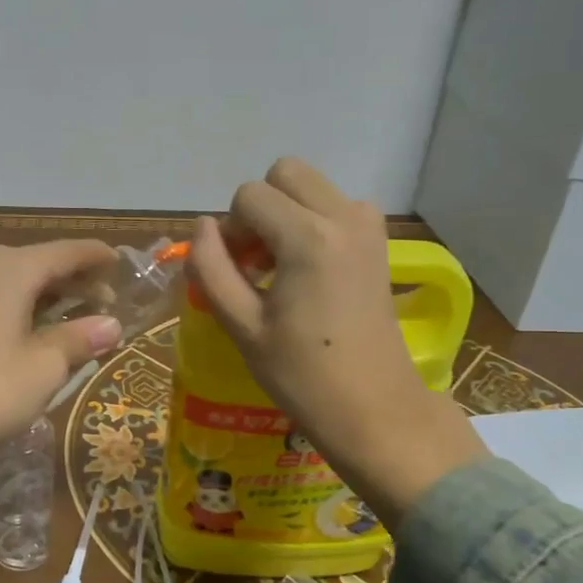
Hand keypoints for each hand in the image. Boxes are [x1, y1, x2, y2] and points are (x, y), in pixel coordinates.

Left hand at [0, 241, 122, 478]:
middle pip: (37, 263)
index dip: (96, 256)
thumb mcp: (44, 367)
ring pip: (11, 280)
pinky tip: (27, 328)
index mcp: (10, 268)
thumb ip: (80, 339)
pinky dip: (16, 305)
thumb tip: (112, 325)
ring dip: (44, 294)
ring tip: (71, 316)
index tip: (120, 261)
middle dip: (73, 280)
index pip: (65, 252)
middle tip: (104, 301)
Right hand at [188, 158, 484, 525]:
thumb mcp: (242, 325)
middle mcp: (344, 217)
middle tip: (255, 261)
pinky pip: (337, 206)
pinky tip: (309, 269)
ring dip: (287, 212)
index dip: (230, 229)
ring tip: (280, 266)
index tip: (233, 272)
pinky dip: (314, 222)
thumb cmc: (302, 375)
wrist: (375, 408)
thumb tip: (202, 227)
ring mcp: (369, 226)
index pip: (249, 196)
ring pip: (312, 187)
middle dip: (260, 208)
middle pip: (285, 174)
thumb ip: (211, 268)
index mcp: (308, 237)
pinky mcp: (380, 242)